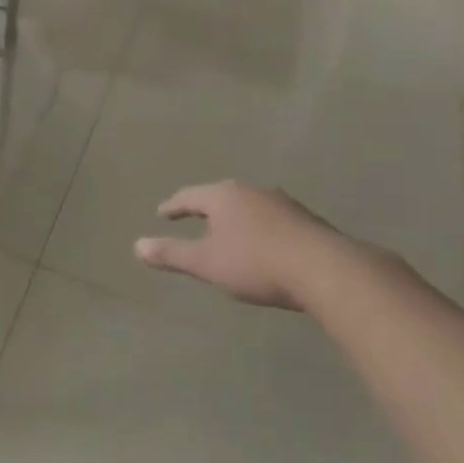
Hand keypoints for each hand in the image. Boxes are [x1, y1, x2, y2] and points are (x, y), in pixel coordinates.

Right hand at [134, 181, 354, 310]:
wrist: (326, 270)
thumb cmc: (256, 263)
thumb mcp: (206, 263)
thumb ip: (172, 254)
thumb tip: (137, 246)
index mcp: (223, 196)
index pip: (190, 196)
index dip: (174, 206)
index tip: (162, 213)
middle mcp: (251, 191)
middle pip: (221, 196)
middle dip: (206, 208)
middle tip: (193, 217)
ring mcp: (283, 203)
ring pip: (249, 206)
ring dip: (236, 218)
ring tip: (228, 232)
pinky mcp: (307, 220)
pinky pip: (272, 220)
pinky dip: (259, 229)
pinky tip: (263, 244)